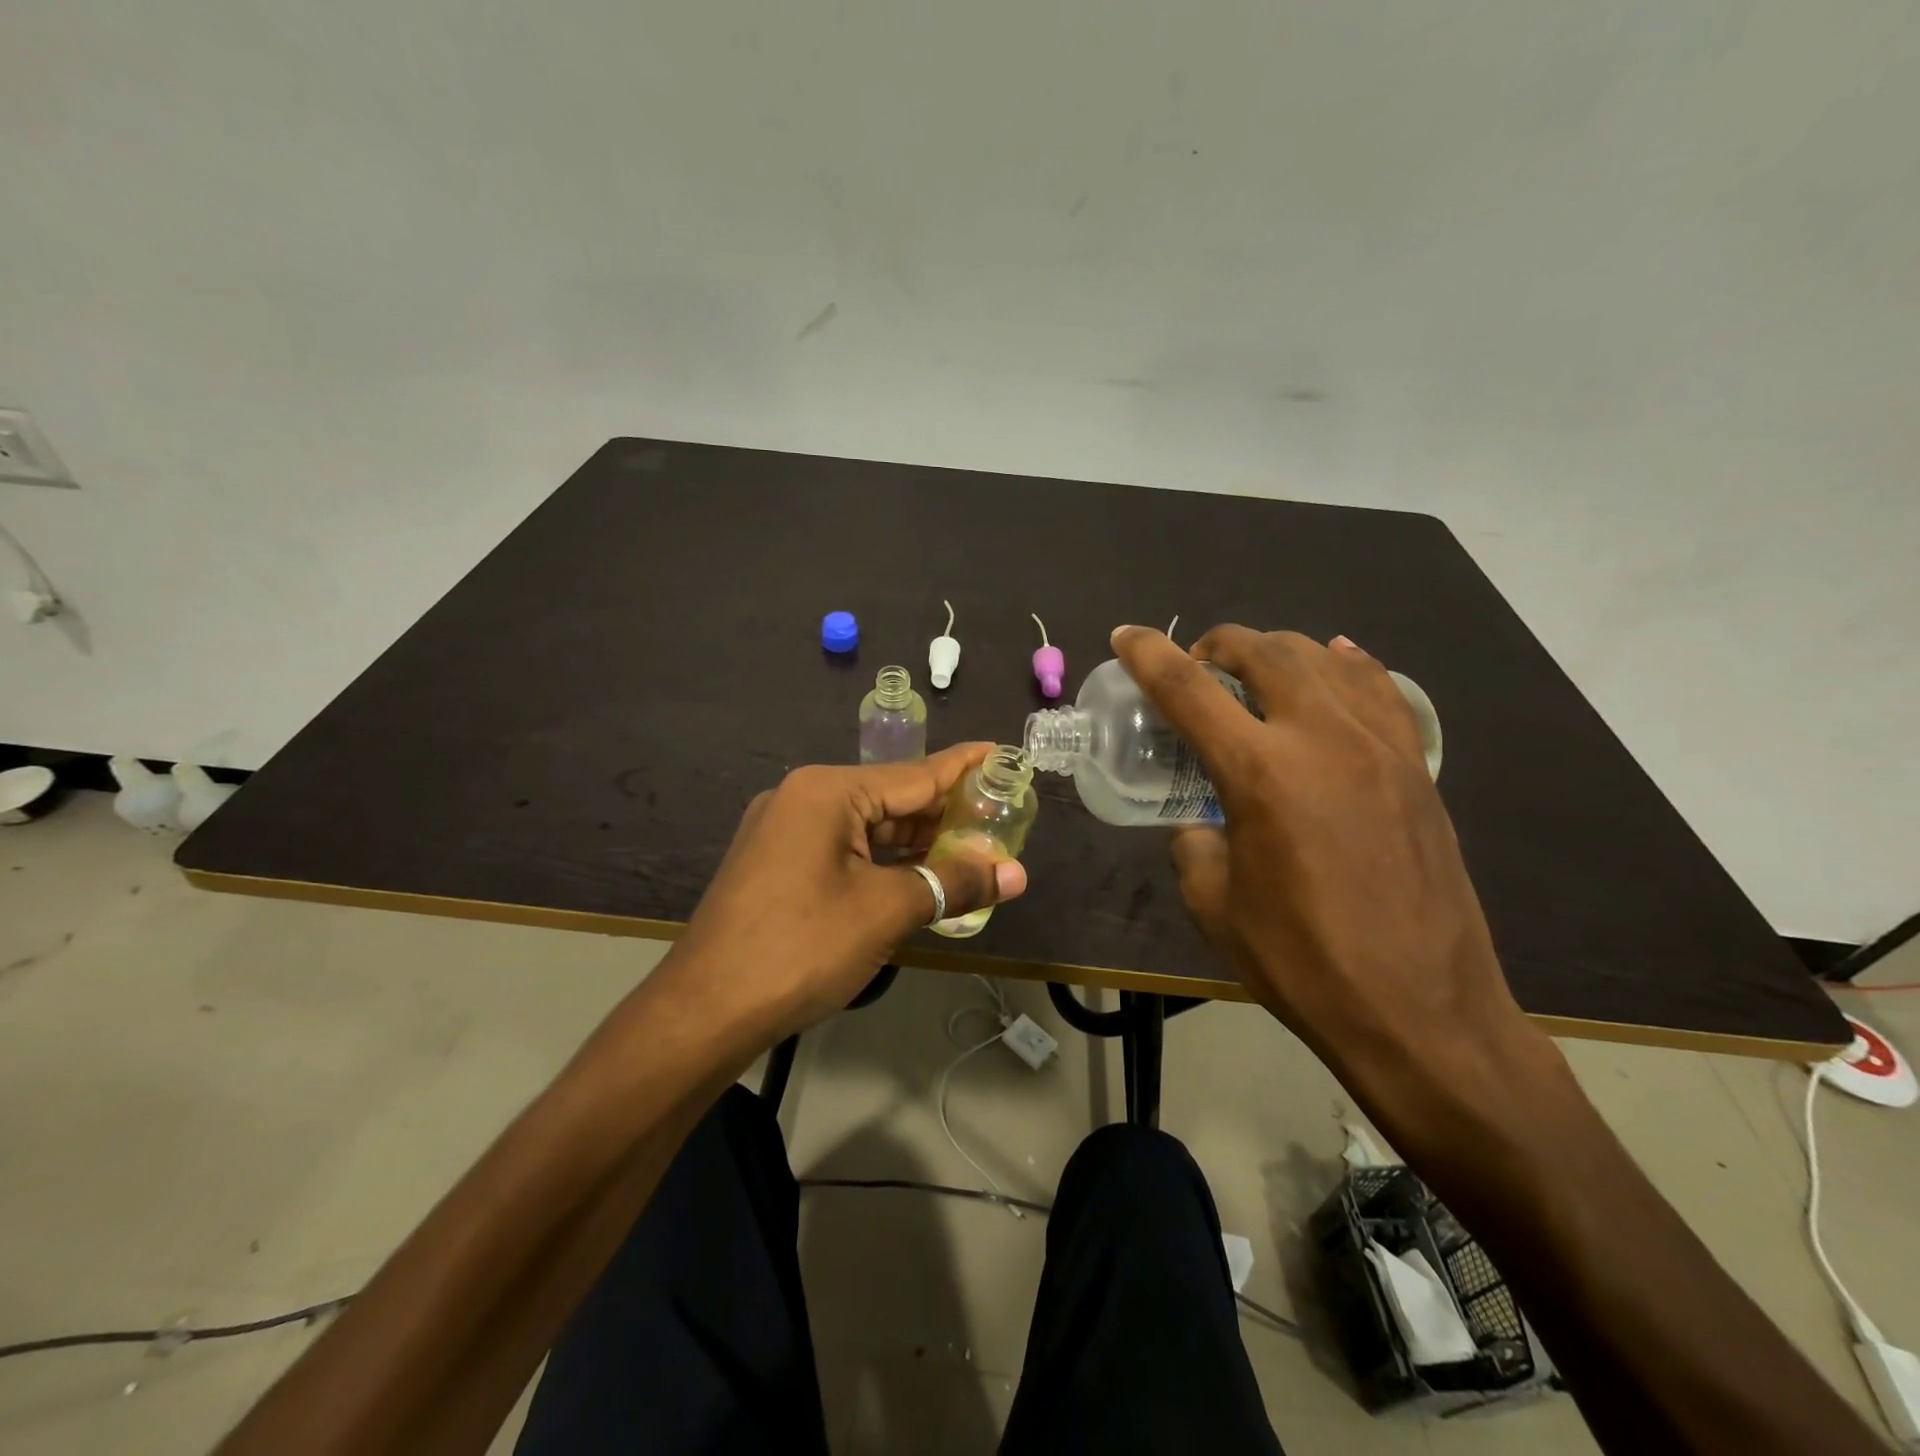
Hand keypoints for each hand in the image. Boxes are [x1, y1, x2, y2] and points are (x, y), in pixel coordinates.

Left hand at [663, 743, 1028, 1041]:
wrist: (704, 1012)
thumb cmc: (801, 948)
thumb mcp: (886, 911)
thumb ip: (954, 883)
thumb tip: (1016, 874)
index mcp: (827, 792)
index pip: (914, 773)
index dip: (964, 768)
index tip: (1002, 753)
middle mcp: (802, 799)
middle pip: (890, 798)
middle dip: (943, 814)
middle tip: (999, 818)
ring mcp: (783, 832)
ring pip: (866, 828)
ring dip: (915, 843)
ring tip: (969, 849)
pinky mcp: (777, 865)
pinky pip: (843, 850)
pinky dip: (882, 862)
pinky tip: (916, 876)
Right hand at [1112, 624, 1540, 1107]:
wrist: (1422, 1012)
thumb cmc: (1304, 963)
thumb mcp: (1215, 906)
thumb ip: (1194, 845)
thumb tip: (1201, 823)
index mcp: (1261, 773)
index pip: (1188, 689)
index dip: (1148, 655)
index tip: (1125, 636)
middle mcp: (1322, 738)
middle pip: (1263, 651)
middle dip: (1216, 644)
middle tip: (1195, 667)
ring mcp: (1380, 746)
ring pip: (1322, 658)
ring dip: (1275, 651)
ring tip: (1254, 675)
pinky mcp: (1417, 766)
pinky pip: (1378, 688)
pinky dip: (1344, 665)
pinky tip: (1332, 665)